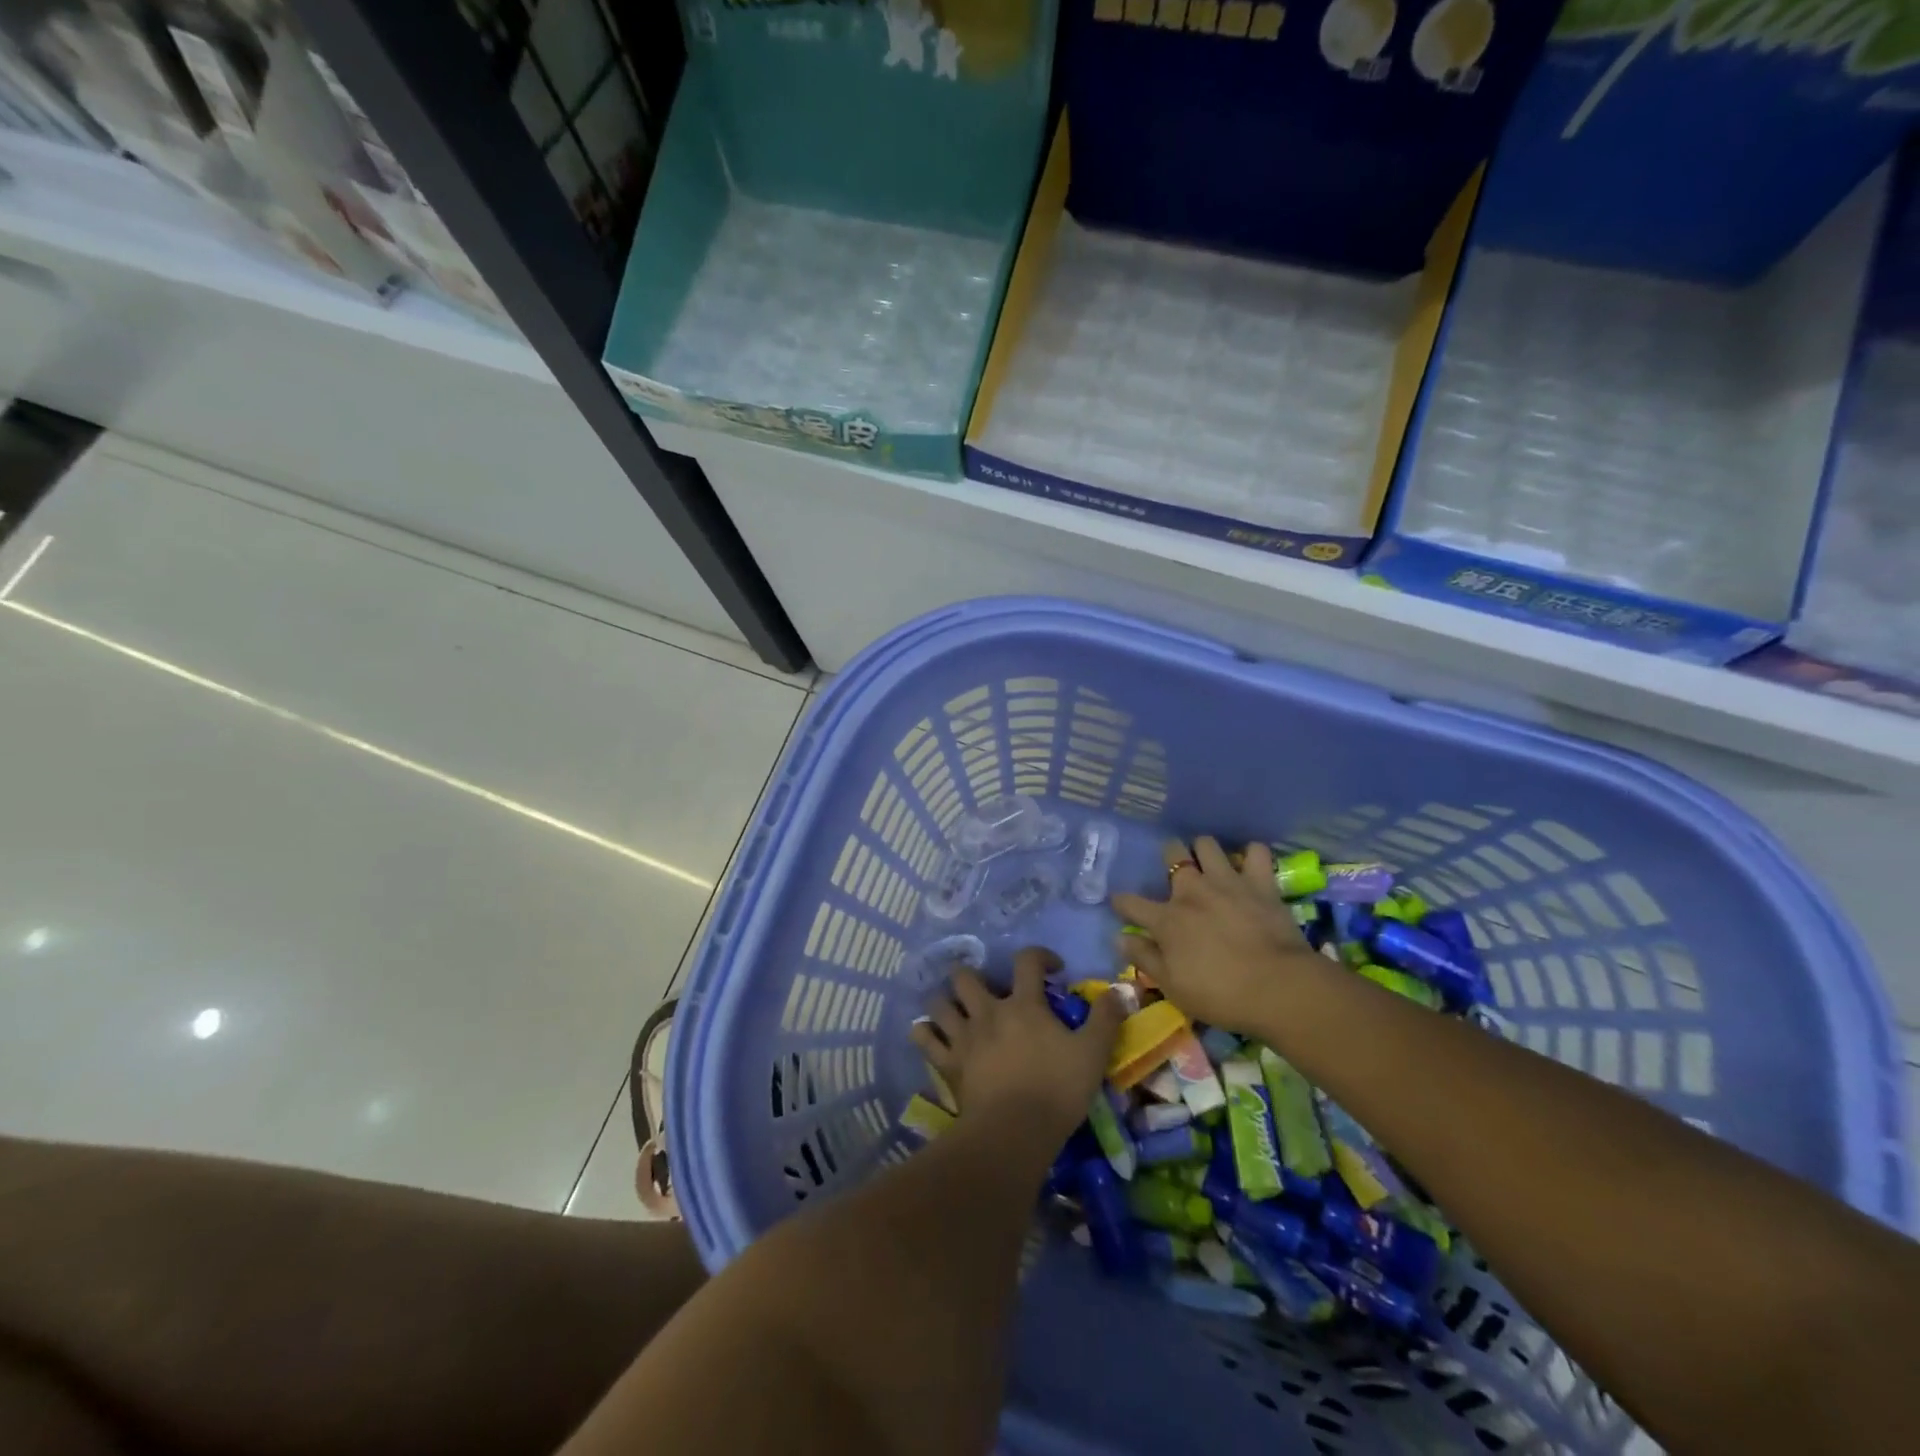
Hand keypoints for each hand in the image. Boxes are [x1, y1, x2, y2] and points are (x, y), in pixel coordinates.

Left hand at [911, 948, 1124, 1140]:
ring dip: (945, 1001)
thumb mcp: (1093, 1053)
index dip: (1039, 955)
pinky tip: (930, 1034)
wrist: (1014, 1131)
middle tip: (987, 989)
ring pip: (939, 1003)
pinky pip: (925, 1039)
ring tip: (955, 1008)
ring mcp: (964, 1036)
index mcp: (1023, 1004)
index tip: (1052, 968)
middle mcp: (988, 1011)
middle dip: (973, 975)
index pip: (1027, 960)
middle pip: (966, 976)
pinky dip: (925, 1033)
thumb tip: (1121, 991)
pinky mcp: (947, 1062)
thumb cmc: (1057, 1089)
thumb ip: (1106, 1018)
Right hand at [1111, 836, 1322, 1032]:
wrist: (1279, 989)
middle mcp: (1192, 891)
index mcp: (1167, 919)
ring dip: (1204, 850)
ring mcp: (1227, 882)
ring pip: (1207, 844)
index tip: (1119, 903)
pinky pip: (1256, 852)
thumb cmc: (1220, 995)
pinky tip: (1249, 865)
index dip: (1121, 902)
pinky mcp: (1260, 883)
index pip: (1131, 903)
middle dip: (1169, 857)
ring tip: (1209, 864)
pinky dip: (1251, 855)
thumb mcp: (1172, 986)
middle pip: (1172, 855)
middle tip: (1175, 874)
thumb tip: (1119, 939)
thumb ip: (1144, 958)